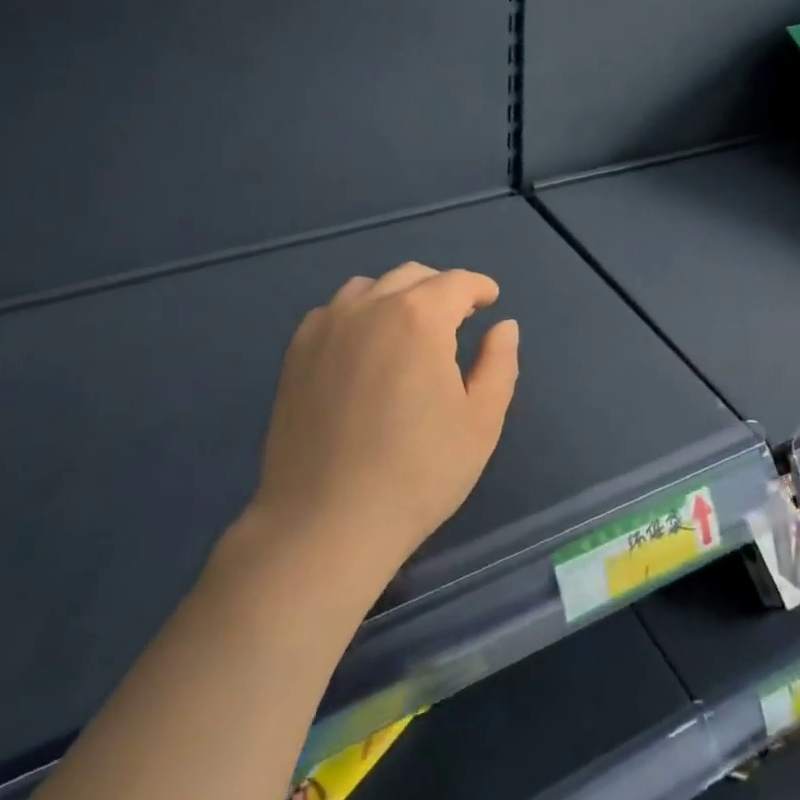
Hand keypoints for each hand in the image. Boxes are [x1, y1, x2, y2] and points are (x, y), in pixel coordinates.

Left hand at [251, 263, 519, 576]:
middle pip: (413, 276)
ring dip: (398, 297)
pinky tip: (365, 350)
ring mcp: (326, 327)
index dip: (479, 288)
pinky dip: (359, 315)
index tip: (490, 301)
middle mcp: (369, 307)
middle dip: (442, 290)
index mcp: (419, 317)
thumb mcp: (481, 421)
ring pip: (370, 288)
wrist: (325, 523)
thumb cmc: (418, 473)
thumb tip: (503, 326)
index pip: (457, 282)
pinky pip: (334, 312)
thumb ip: (499, 363)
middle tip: (457, 320)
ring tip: (410, 332)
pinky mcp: (296, 352)